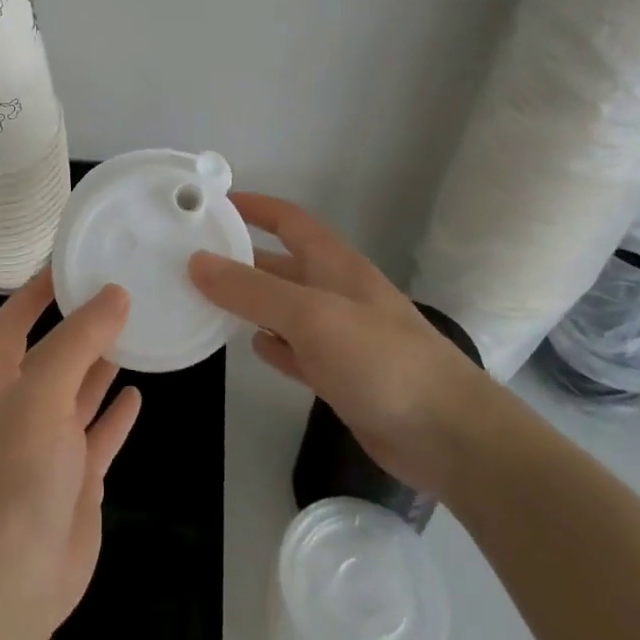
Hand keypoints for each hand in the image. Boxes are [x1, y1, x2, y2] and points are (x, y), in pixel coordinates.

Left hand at [0, 270, 143, 639]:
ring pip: (79, 391)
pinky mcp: (77, 478)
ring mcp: (50, 444)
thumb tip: (115, 293)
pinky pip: (100, 434)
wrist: (14, 577)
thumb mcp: (44, 391)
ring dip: (101, 364)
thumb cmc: (18, 470)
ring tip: (135, 330)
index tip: (69, 263)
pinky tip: (138, 393)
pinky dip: (116, 414)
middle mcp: (22, 406)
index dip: (35, 291)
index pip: (13, 321)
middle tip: (119, 291)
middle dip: (79, 324)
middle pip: (52, 352)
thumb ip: (80, 340)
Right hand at [189, 193, 494, 497]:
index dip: (255, 207)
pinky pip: (297, 349)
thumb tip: (197, 261)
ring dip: (252, 302)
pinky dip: (273, 344)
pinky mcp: (342, 375)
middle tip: (192, 260)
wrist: (447, 435)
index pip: (290, 220)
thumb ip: (252, 290)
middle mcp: (337, 292)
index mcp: (335, 264)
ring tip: (206, 301)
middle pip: (282, 265)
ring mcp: (341, 335)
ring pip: (286, 308)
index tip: (213, 204)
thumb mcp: (310, 315)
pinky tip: (252, 346)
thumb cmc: (379, 360)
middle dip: (242, 258)